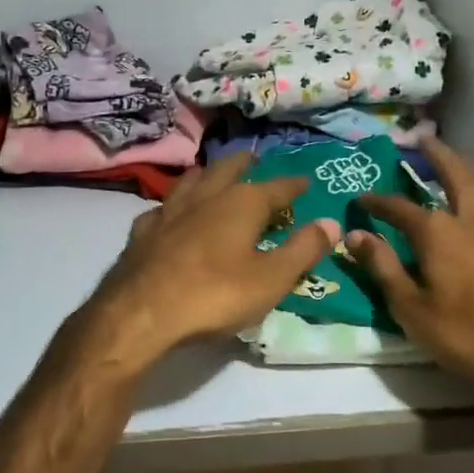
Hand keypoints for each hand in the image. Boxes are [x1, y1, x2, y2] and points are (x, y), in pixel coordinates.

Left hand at [79, 153, 340, 374]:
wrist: (141, 312)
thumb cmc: (215, 295)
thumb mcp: (271, 279)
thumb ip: (303, 249)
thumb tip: (332, 223)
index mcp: (242, 203)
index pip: (276, 187)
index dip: (293, 185)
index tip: (305, 180)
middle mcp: (206, 196)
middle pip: (228, 169)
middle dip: (244, 164)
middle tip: (254, 159)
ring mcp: (170, 210)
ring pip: (191, 181)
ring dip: (207, 174)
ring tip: (213, 173)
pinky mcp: (143, 230)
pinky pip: (163, 207)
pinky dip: (174, 205)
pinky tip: (171, 212)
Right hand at [348, 138, 473, 401]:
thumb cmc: (471, 337)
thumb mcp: (413, 310)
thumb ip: (383, 268)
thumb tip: (354, 235)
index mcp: (439, 233)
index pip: (400, 207)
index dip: (378, 201)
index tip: (362, 198)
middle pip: (455, 175)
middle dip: (437, 155)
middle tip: (425, 138)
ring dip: (473, 169)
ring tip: (463, 160)